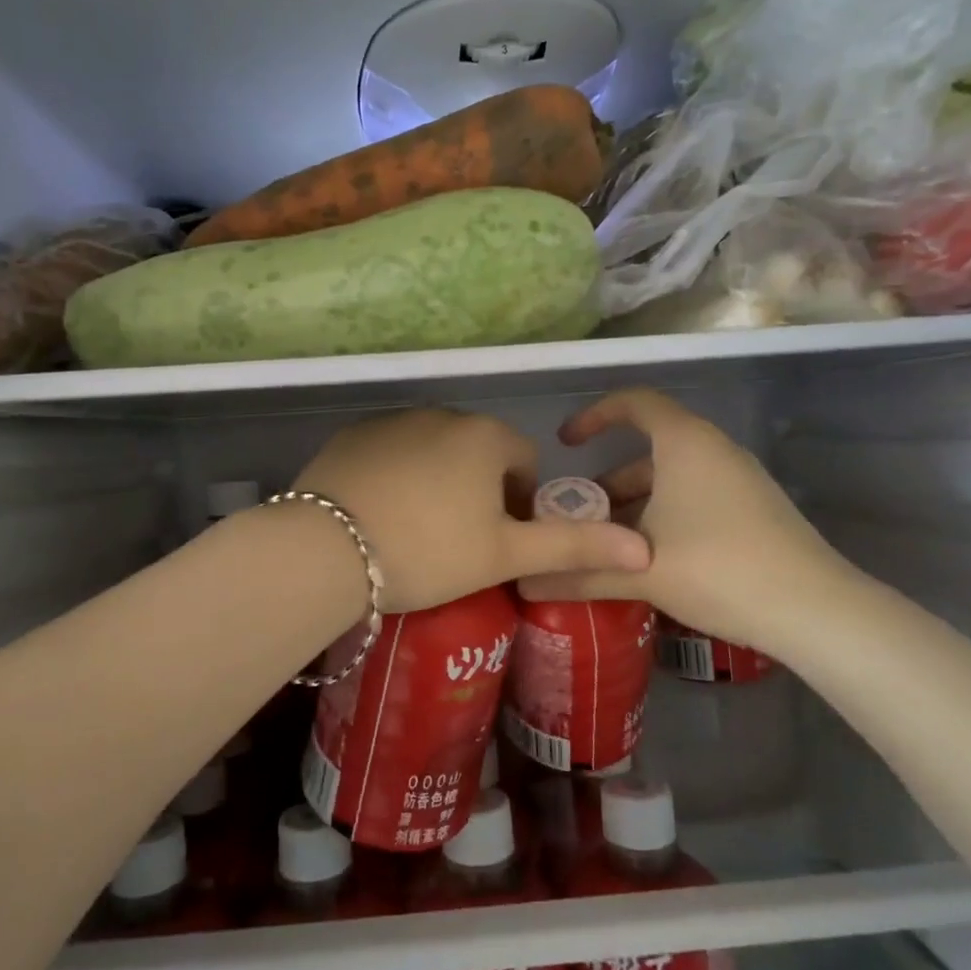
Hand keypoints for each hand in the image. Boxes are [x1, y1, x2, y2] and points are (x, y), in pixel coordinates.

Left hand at [295, 408, 650, 613]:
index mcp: (485, 436)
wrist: (327, 548)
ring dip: (438, 480)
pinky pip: (390, 452)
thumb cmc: (429, 551)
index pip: (523, 458)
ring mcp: (391, 420)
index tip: (501, 540)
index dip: (521, 501)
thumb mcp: (505, 555)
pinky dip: (396, 475)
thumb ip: (573, 547)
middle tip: (460, 541)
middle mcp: (441, 414)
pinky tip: (380, 513)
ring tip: (418, 531)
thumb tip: (643, 551)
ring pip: (433, 450)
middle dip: (479, 489)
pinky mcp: (351, 435)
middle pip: (478, 451)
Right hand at [515, 389, 866, 658]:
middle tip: (578, 514)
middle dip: (608, 479)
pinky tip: (650, 561)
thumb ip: (580, 573)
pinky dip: (664, 516)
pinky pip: (696, 497)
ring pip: (672, 478)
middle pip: (649, 448)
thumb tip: (524, 583)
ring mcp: (739, 480)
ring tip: (607, 544)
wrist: (815, 610)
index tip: (565, 443)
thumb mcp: (642, 570)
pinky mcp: (755, 510)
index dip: (595, 415)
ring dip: (635, 503)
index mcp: (685, 443)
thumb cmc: (718, 568)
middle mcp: (713, 450)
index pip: (634, 402)